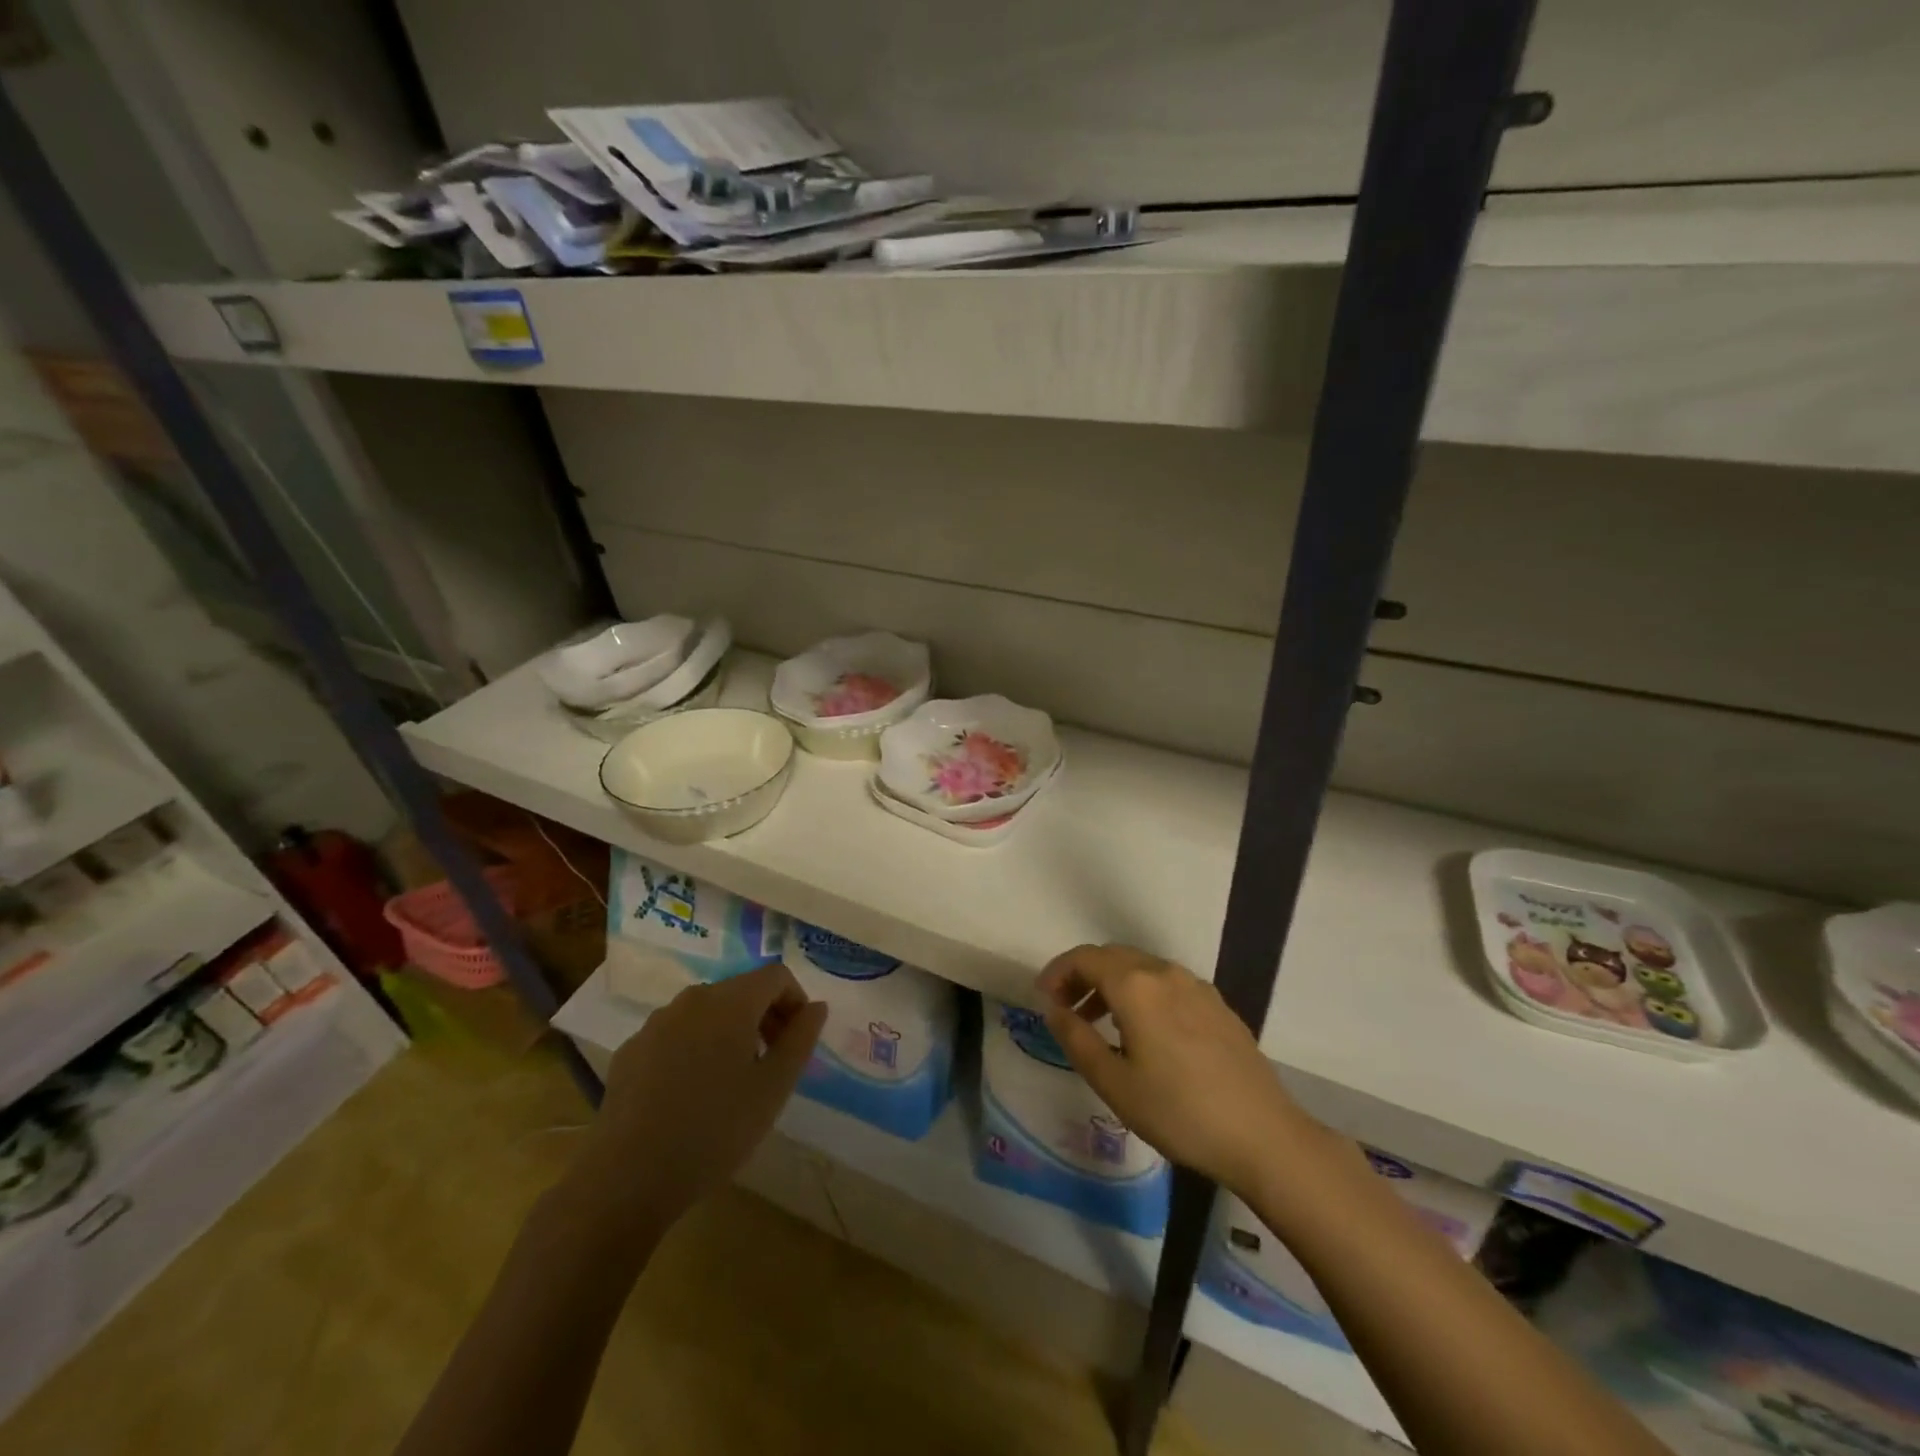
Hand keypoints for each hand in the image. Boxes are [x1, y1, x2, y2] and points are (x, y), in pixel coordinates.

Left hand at [574, 964, 826, 1234]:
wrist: (626, 1179)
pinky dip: (694, 1048)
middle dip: (764, 1017)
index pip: (776, 975)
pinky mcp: (630, 1050)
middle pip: (740, 991)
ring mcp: (655, 1023)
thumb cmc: (714, 1130)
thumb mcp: (773, 1089)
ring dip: (730, 1033)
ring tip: (732, 1083)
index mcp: (730, 1002)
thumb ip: (800, 1039)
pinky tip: (690, 1095)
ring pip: (707, 1012)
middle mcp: (691, 999)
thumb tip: (816, 1006)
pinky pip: (676, 1034)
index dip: (795, 1001)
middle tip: (771, 1064)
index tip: (797, 1042)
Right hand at [1038, 944, 1314, 1193]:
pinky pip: (1167, 984)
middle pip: (1113, 957)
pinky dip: (1142, 994)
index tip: (1043, 998)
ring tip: (1099, 1024)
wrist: (1263, 1135)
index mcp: (1136, 986)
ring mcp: (1196, 986)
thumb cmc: (1179, 1112)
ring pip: (1141, 969)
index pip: (1085, 958)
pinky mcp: (1217, 1005)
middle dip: (1083, 976)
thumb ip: (1076, 1039)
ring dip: (1112, 985)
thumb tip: (1053, 1008)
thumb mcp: (1114, 1083)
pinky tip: (1144, 1033)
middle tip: (1065, 1010)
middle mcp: (1165, 973)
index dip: (1057, 972)